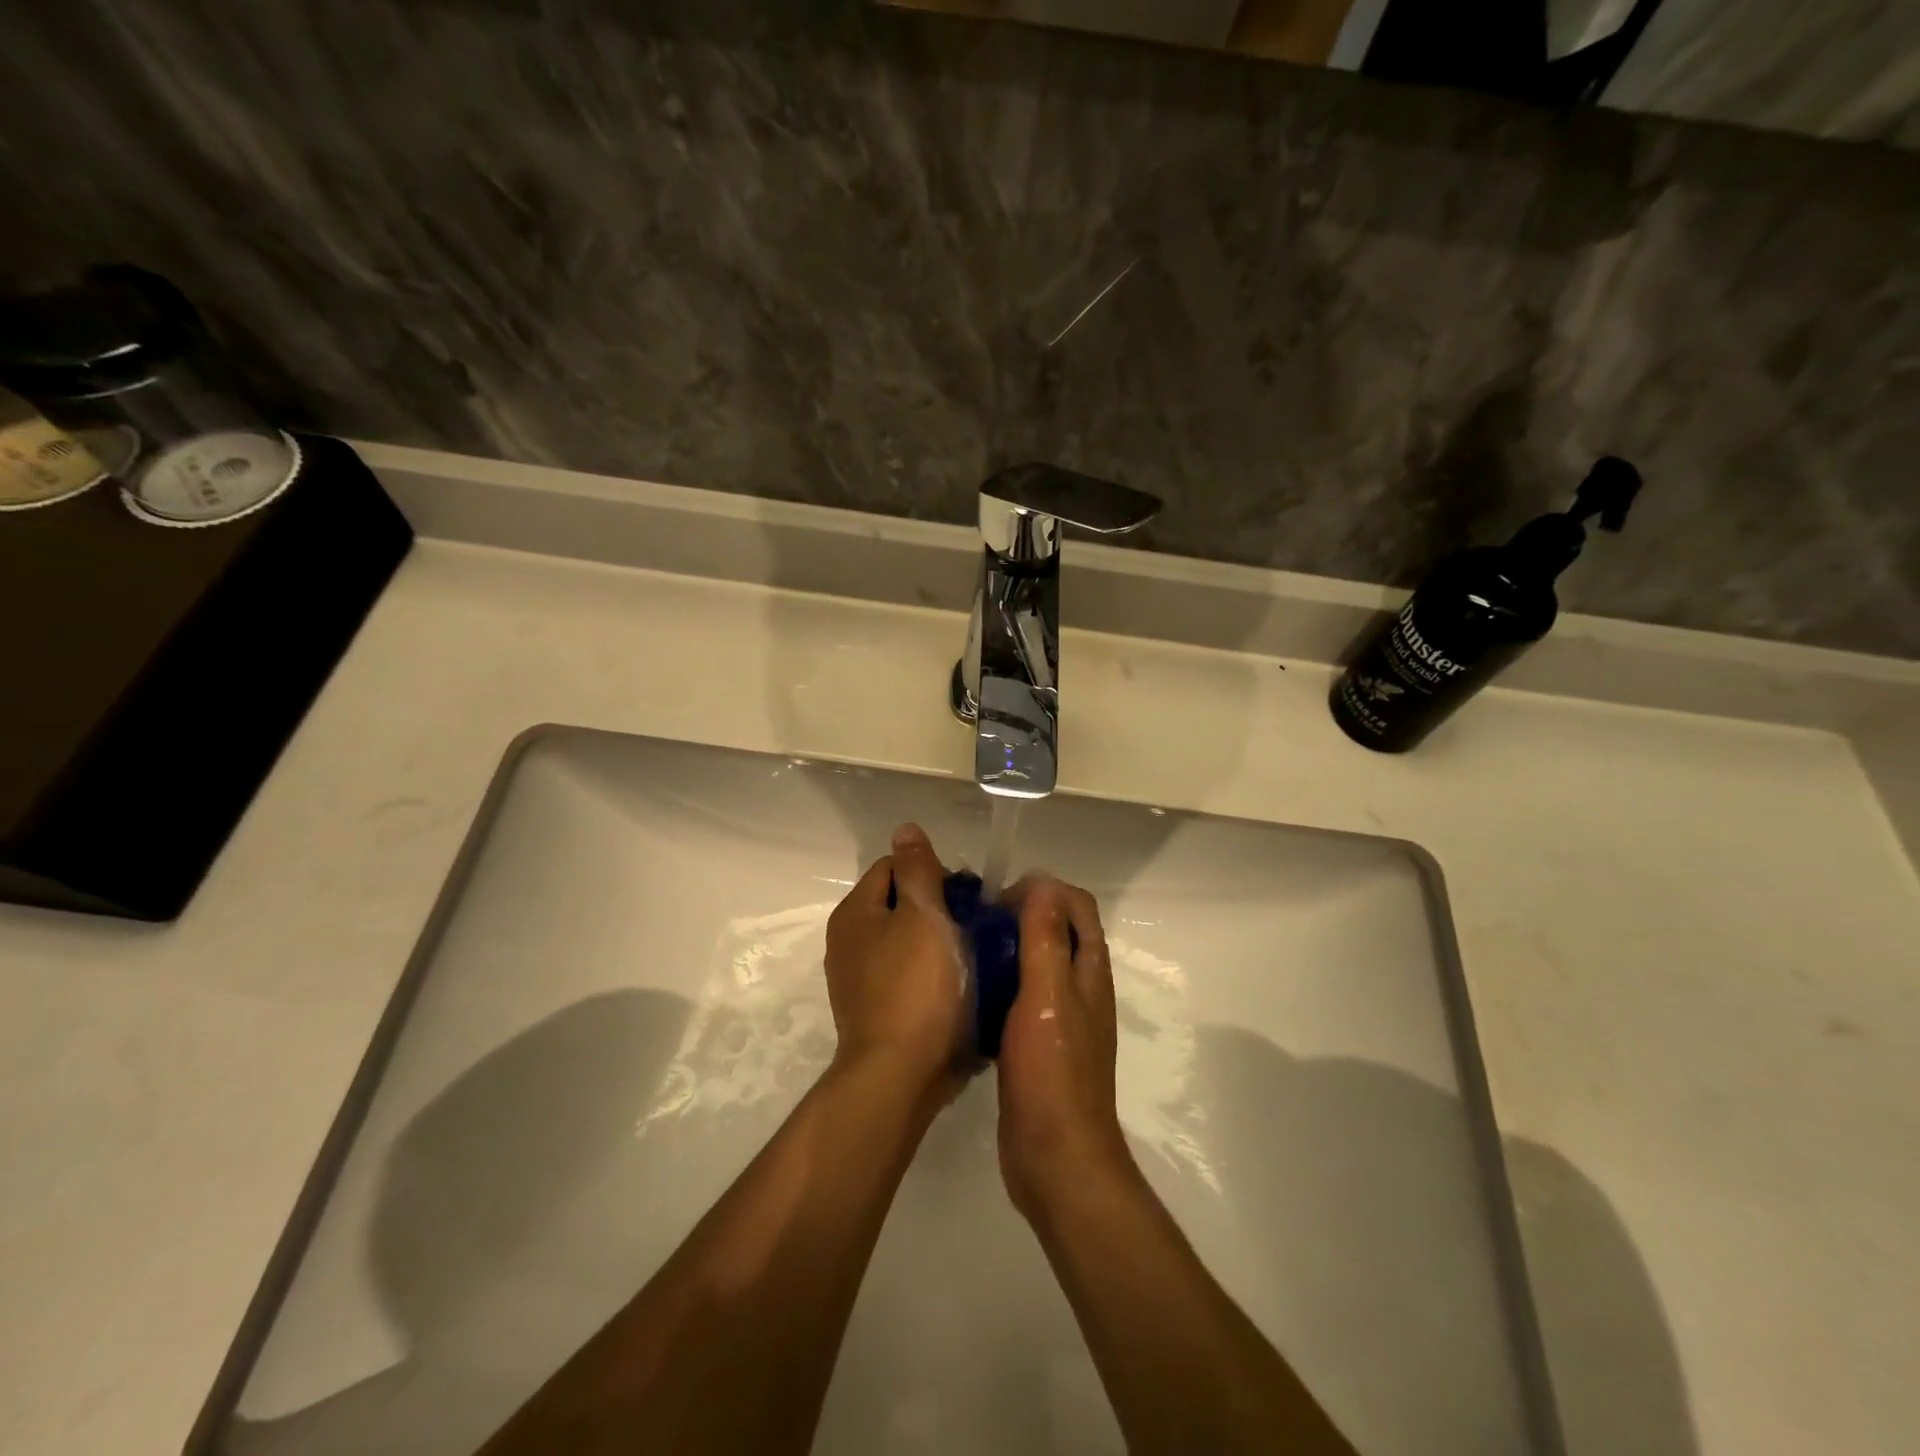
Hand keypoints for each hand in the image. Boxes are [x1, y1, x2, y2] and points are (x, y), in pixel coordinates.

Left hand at [825, 824, 968, 1107]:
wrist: (900, 1075)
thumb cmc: (917, 987)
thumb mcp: (923, 915)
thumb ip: (917, 869)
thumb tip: (904, 829)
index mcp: (856, 912)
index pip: (893, 866)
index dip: (932, 871)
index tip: (967, 894)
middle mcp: (850, 941)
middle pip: (901, 904)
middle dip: (939, 907)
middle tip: (976, 924)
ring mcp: (861, 980)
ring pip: (908, 941)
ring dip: (940, 941)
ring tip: (976, 953)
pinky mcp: (878, 1011)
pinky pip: (910, 975)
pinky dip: (933, 974)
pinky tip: (960, 985)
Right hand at [995, 875, 1131, 1221]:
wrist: (1054, 1157)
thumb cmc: (1051, 1072)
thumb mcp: (1047, 995)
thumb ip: (1045, 938)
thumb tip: (1042, 883)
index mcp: (1089, 970)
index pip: (1076, 905)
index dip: (1043, 890)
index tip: (1000, 901)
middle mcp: (1080, 988)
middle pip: (1057, 931)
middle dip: (1021, 915)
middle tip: (976, 922)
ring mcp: (1060, 1018)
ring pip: (1036, 964)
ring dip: (1008, 949)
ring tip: (967, 950)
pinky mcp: (1038, 1044)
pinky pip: (1020, 997)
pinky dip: (1000, 984)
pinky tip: (969, 994)